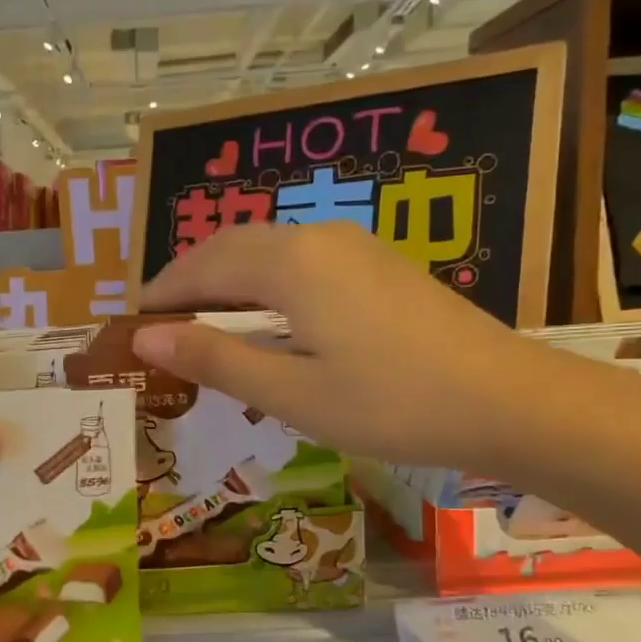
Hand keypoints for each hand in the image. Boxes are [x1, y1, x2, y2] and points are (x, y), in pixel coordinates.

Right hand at [131, 223, 561, 474]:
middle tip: (162, 323)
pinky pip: (301, 261)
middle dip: (190, 280)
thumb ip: (215, 358)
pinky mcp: (379, 266)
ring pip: (268, 250)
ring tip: (205, 322)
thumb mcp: (291, 393)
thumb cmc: (391, 403)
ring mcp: (355, 247)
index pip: (202, 266)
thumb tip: (145, 336)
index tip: (132, 323)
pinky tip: (268, 318)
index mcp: (289, 263)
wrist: (508, 400)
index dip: (162, 293)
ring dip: (227, 280)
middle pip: (232, 247)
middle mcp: (317, 238)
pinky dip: (264, 283)